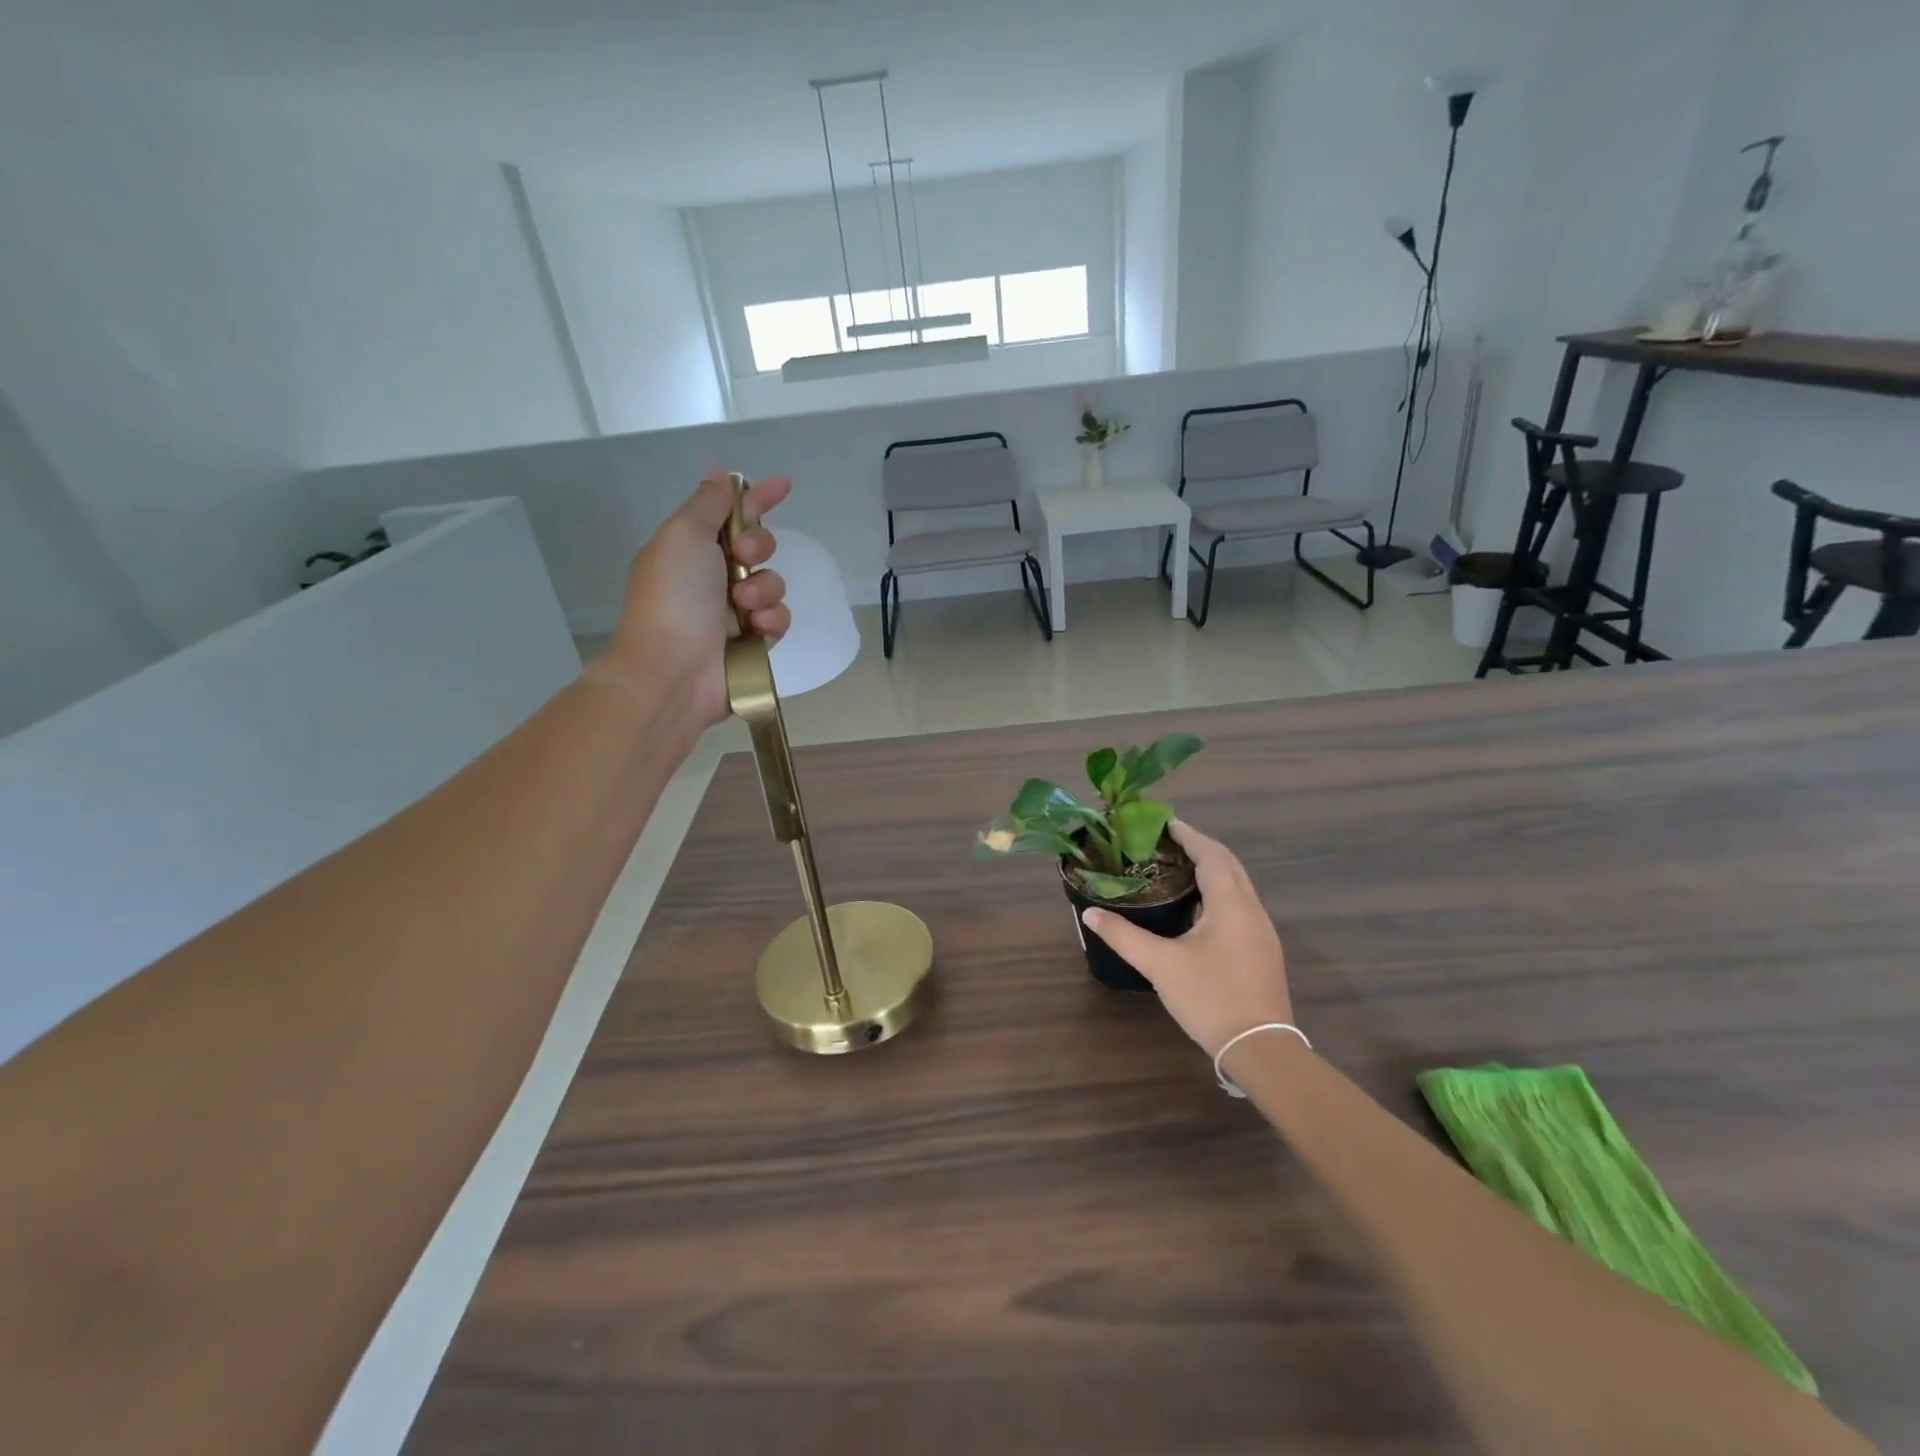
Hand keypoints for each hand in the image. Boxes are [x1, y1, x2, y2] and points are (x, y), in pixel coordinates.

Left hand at [599, 471, 792, 729]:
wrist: (672, 670)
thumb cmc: (673, 597)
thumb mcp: (683, 535)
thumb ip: (708, 504)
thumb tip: (719, 475)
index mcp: (690, 548)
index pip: (730, 514)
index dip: (756, 498)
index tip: (783, 485)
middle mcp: (712, 577)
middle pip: (758, 546)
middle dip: (759, 546)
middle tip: (744, 557)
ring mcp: (734, 612)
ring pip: (773, 584)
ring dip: (764, 589)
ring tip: (744, 607)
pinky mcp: (753, 642)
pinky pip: (779, 619)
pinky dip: (771, 620)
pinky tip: (757, 629)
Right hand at [1082, 821, 1292, 1057]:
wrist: (1260, 1049)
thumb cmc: (1210, 997)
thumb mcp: (1160, 965)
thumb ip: (1123, 935)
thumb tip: (1089, 912)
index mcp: (1231, 904)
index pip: (1211, 854)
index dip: (1188, 835)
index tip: (1163, 822)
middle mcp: (1251, 909)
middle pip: (1229, 864)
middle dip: (1200, 848)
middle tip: (1166, 842)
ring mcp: (1262, 931)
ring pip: (1238, 885)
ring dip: (1212, 870)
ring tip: (1177, 868)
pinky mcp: (1262, 950)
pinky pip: (1240, 905)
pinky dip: (1218, 892)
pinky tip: (1196, 908)